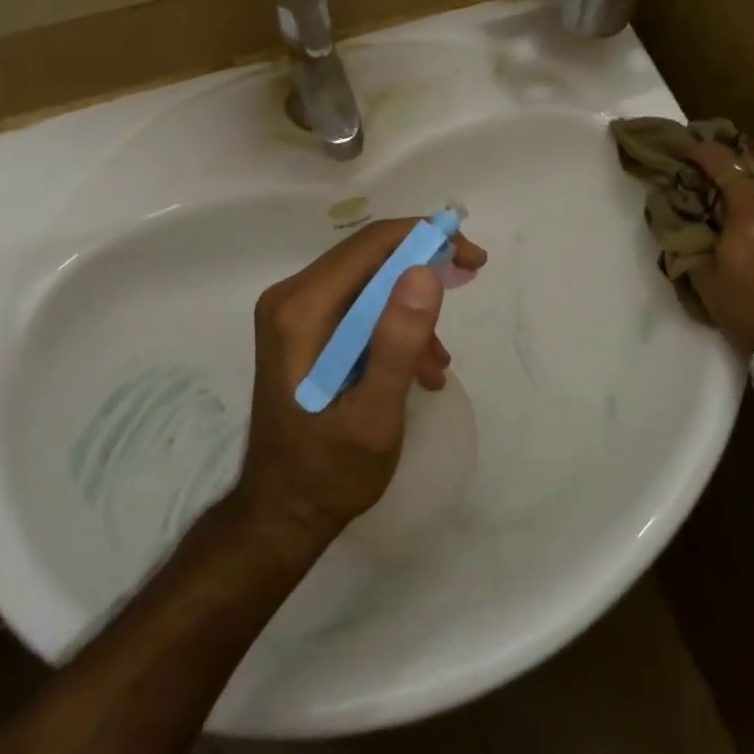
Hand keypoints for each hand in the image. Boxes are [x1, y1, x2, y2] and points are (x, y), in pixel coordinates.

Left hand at [234, 219, 487, 550]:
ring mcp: (295, 313)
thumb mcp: (374, 415)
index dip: (426, 238)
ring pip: (369, 280)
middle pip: (370, 256)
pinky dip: (393, 326)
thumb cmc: (328, 471)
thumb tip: (425, 272)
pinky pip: (359, 307)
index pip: (371, 244)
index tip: (471, 256)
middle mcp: (292, 297)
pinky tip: (418, 370)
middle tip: (471, 276)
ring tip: (439, 362)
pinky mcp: (304, 330)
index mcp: (301, 308)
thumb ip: (398, 343)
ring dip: (412, 307)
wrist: (281, 515)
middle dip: (425, 265)